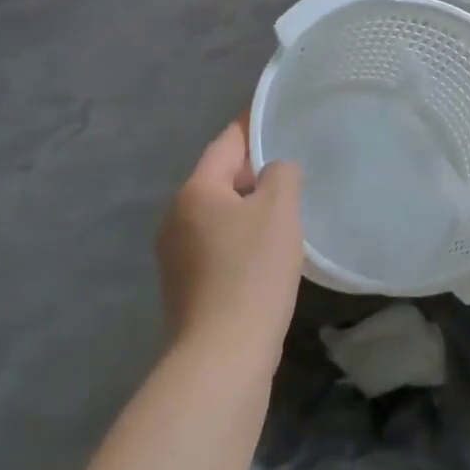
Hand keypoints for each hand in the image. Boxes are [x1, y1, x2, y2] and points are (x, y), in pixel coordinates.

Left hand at [155, 119, 303, 355]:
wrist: (222, 355)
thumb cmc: (252, 271)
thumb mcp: (279, 209)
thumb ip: (281, 175)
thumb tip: (275, 172)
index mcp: (196, 191)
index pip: (227, 143)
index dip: (253, 126)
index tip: (276, 114)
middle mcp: (176, 217)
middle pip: (219, 178)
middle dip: (254, 169)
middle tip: (293, 166)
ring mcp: (176, 255)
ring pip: (219, 213)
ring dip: (249, 207)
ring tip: (286, 208)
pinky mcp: (186, 286)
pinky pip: (217, 244)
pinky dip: (241, 237)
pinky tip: (267, 252)